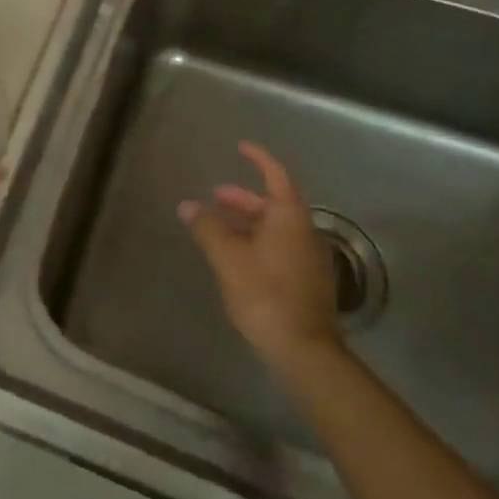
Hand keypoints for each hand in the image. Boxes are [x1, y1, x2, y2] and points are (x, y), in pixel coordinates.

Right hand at [180, 141, 341, 373]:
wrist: (303, 350)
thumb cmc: (264, 293)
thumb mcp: (227, 257)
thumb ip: (207, 227)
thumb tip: (188, 205)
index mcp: (289, 217)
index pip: (275, 175)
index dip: (258, 158)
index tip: (240, 147)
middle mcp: (305, 231)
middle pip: (274, 203)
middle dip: (244, 197)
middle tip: (216, 196)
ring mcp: (310, 258)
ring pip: (276, 228)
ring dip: (249, 221)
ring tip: (219, 227)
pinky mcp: (308, 282)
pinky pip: (281, 247)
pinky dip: (258, 241)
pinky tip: (237, 257)